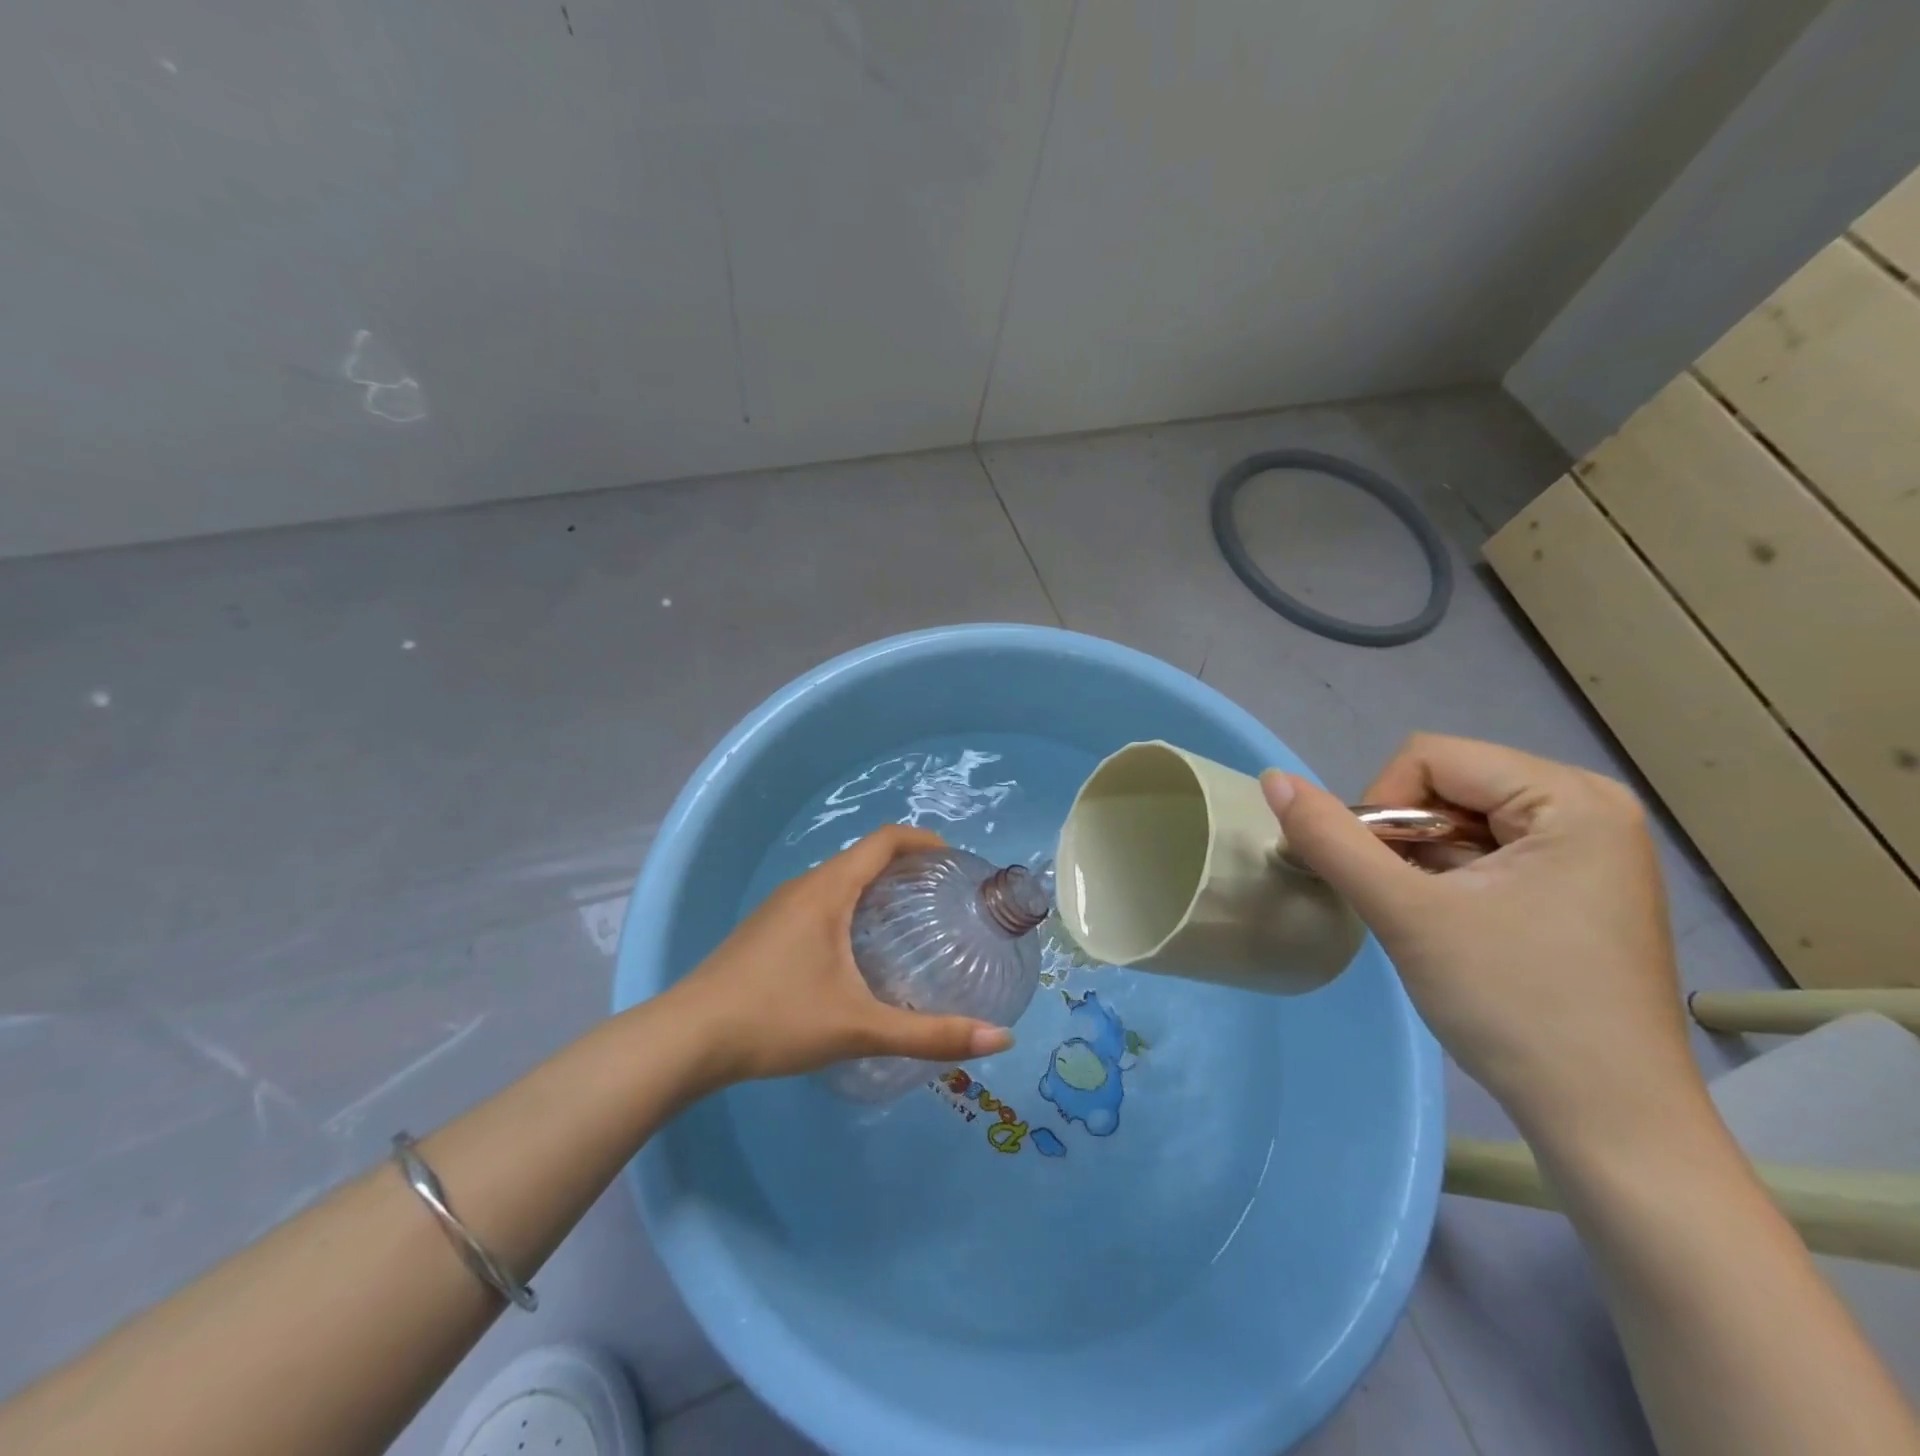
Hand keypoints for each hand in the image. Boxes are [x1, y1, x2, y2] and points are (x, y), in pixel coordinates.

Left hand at [664, 825, 1014, 1086]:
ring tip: (909, 922)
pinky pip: (820, 901)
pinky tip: (858, 952)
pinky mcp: (765, 931)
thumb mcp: (860, 1028)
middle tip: (943, 897)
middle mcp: (804, 886)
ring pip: (839, 881)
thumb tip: (1001, 1039)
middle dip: (906, 867)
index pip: (885, 840)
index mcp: (828, 890)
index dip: (924, 840)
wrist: (686, 1039)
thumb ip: (930, 1035)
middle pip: (864, 857)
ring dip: (876, 888)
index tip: (956, 861)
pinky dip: (851, 907)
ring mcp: (779, 908)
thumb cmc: (776, 1019)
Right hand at [1262, 734, 1707, 1145]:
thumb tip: (1273, 780)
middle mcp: (1589, 808)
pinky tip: (1454, 929)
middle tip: (1403, 904)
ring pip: (1460, 820)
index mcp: (1570, 798)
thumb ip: (1332, 840)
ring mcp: (1588, 850)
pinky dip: (1450, 879)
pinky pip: (1488, 851)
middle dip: (1404, 838)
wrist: (1609, 1124)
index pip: (1430, 759)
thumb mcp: (1407, 915)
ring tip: (1429, 922)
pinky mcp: (1578, 887)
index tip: (1384, 879)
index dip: (1383, 809)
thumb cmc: (1515, 1007)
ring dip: (1421, 862)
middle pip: (1447, 784)